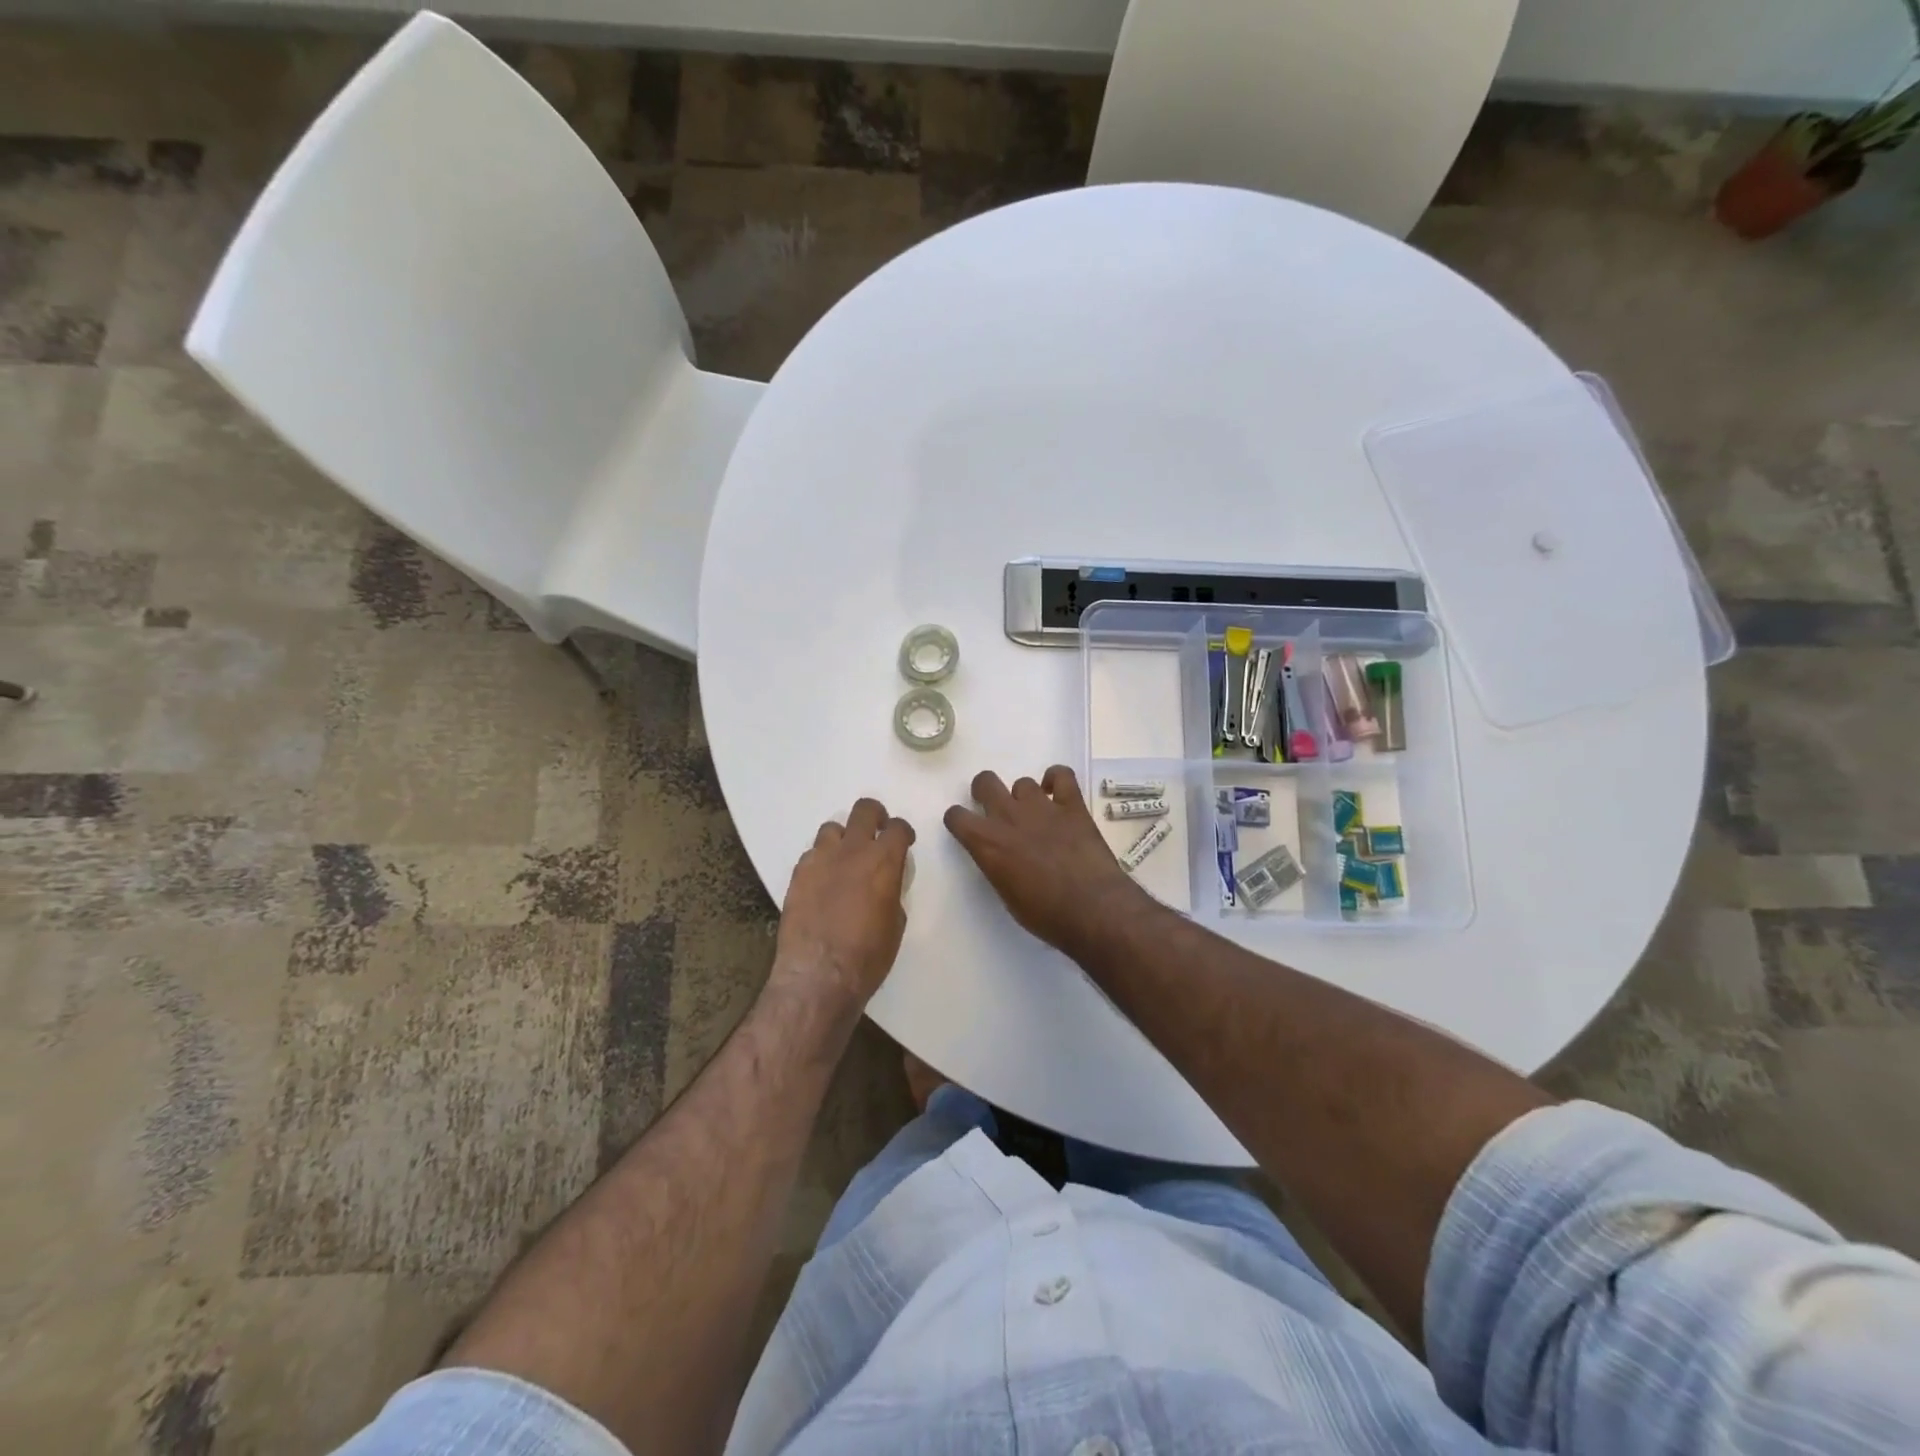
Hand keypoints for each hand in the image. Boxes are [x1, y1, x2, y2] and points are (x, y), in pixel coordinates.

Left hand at [775, 797, 914, 1008]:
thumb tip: (885, 883)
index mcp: (883, 861)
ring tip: (844, 858)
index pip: (898, 828)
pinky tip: (822, 881)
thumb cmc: (868, 955)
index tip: (903, 842)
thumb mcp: (895, 923)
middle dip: (874, 816)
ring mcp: (821, 859)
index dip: (903, 832)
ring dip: (843, 838)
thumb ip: (891, 891)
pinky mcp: (798, 873)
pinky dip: (821, 861)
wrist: (819, 974)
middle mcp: (852, 850)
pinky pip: (811, 853)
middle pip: (864, 810)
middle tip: (876, 832)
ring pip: (832, 828)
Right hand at [944, 766, 1154, 958]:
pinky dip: (1057, 779)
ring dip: (1025, 796)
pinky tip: (1058, 794)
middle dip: (985, 792)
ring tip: (1036, 814)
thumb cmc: (1045, 915)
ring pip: (1022, 782)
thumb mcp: (1006, 896)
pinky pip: (1062, 774)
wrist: (1091, 908)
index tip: (967, 828)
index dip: (959, 820)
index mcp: (987, 843)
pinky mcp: (1072, 805)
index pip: (956, 816)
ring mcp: (1042, 807)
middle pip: (985, 782)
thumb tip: (1002, 857)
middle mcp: (1009, 816)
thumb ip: (997, 866)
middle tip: (997, 810)